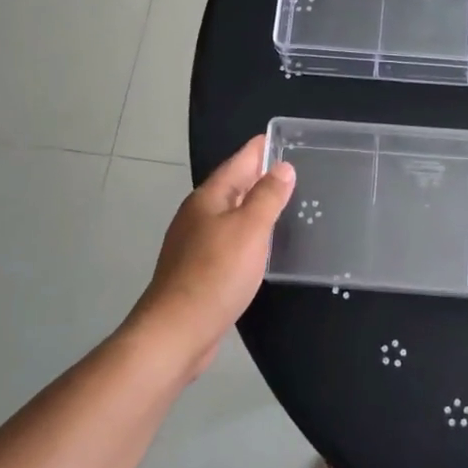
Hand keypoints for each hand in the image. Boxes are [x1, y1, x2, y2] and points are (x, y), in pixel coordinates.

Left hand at [128, 135, 294, 376]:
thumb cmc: (215, 274)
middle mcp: (198, 215)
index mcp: (208, 199)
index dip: (258, 149)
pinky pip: (228, 239)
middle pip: (231, 186)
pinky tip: (261, 244)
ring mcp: (195, 243)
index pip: (238, 163)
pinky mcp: (198, 269)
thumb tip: (282, 167)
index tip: (279, 136)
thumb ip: (267, 197)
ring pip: (229, 213)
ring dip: (253, 205)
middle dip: (257, 175)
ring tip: (282, 202)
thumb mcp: (249, 230)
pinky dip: (247, 233)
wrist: (176, 331)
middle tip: (290, 167)